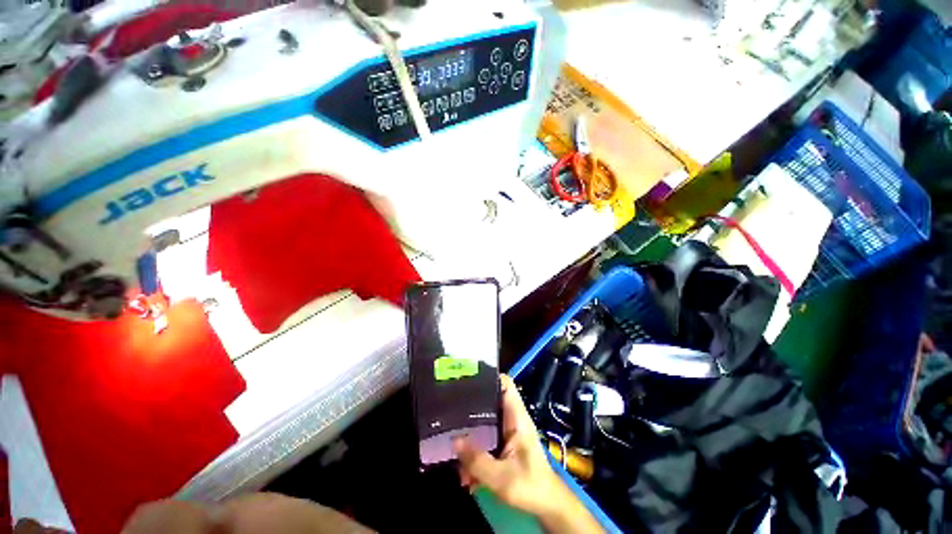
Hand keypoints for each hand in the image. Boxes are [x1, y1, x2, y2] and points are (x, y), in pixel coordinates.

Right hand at [454, 375, 602, 532]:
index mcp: (516, 417)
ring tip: (453, 445)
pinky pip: (487, 438)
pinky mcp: (505, 444)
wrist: (548, 505)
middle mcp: (512, 419)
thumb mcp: (501, 478)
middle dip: (471, 404)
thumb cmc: (530, 486)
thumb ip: (476, 460)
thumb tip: (453, 440)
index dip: (489, 377)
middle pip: (491, 399)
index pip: (505, 384)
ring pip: (486, 421)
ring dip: (471, 435)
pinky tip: (464, 470)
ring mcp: (508, 431)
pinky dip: (475, 449)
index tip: (467, 379)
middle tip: (450, 409)